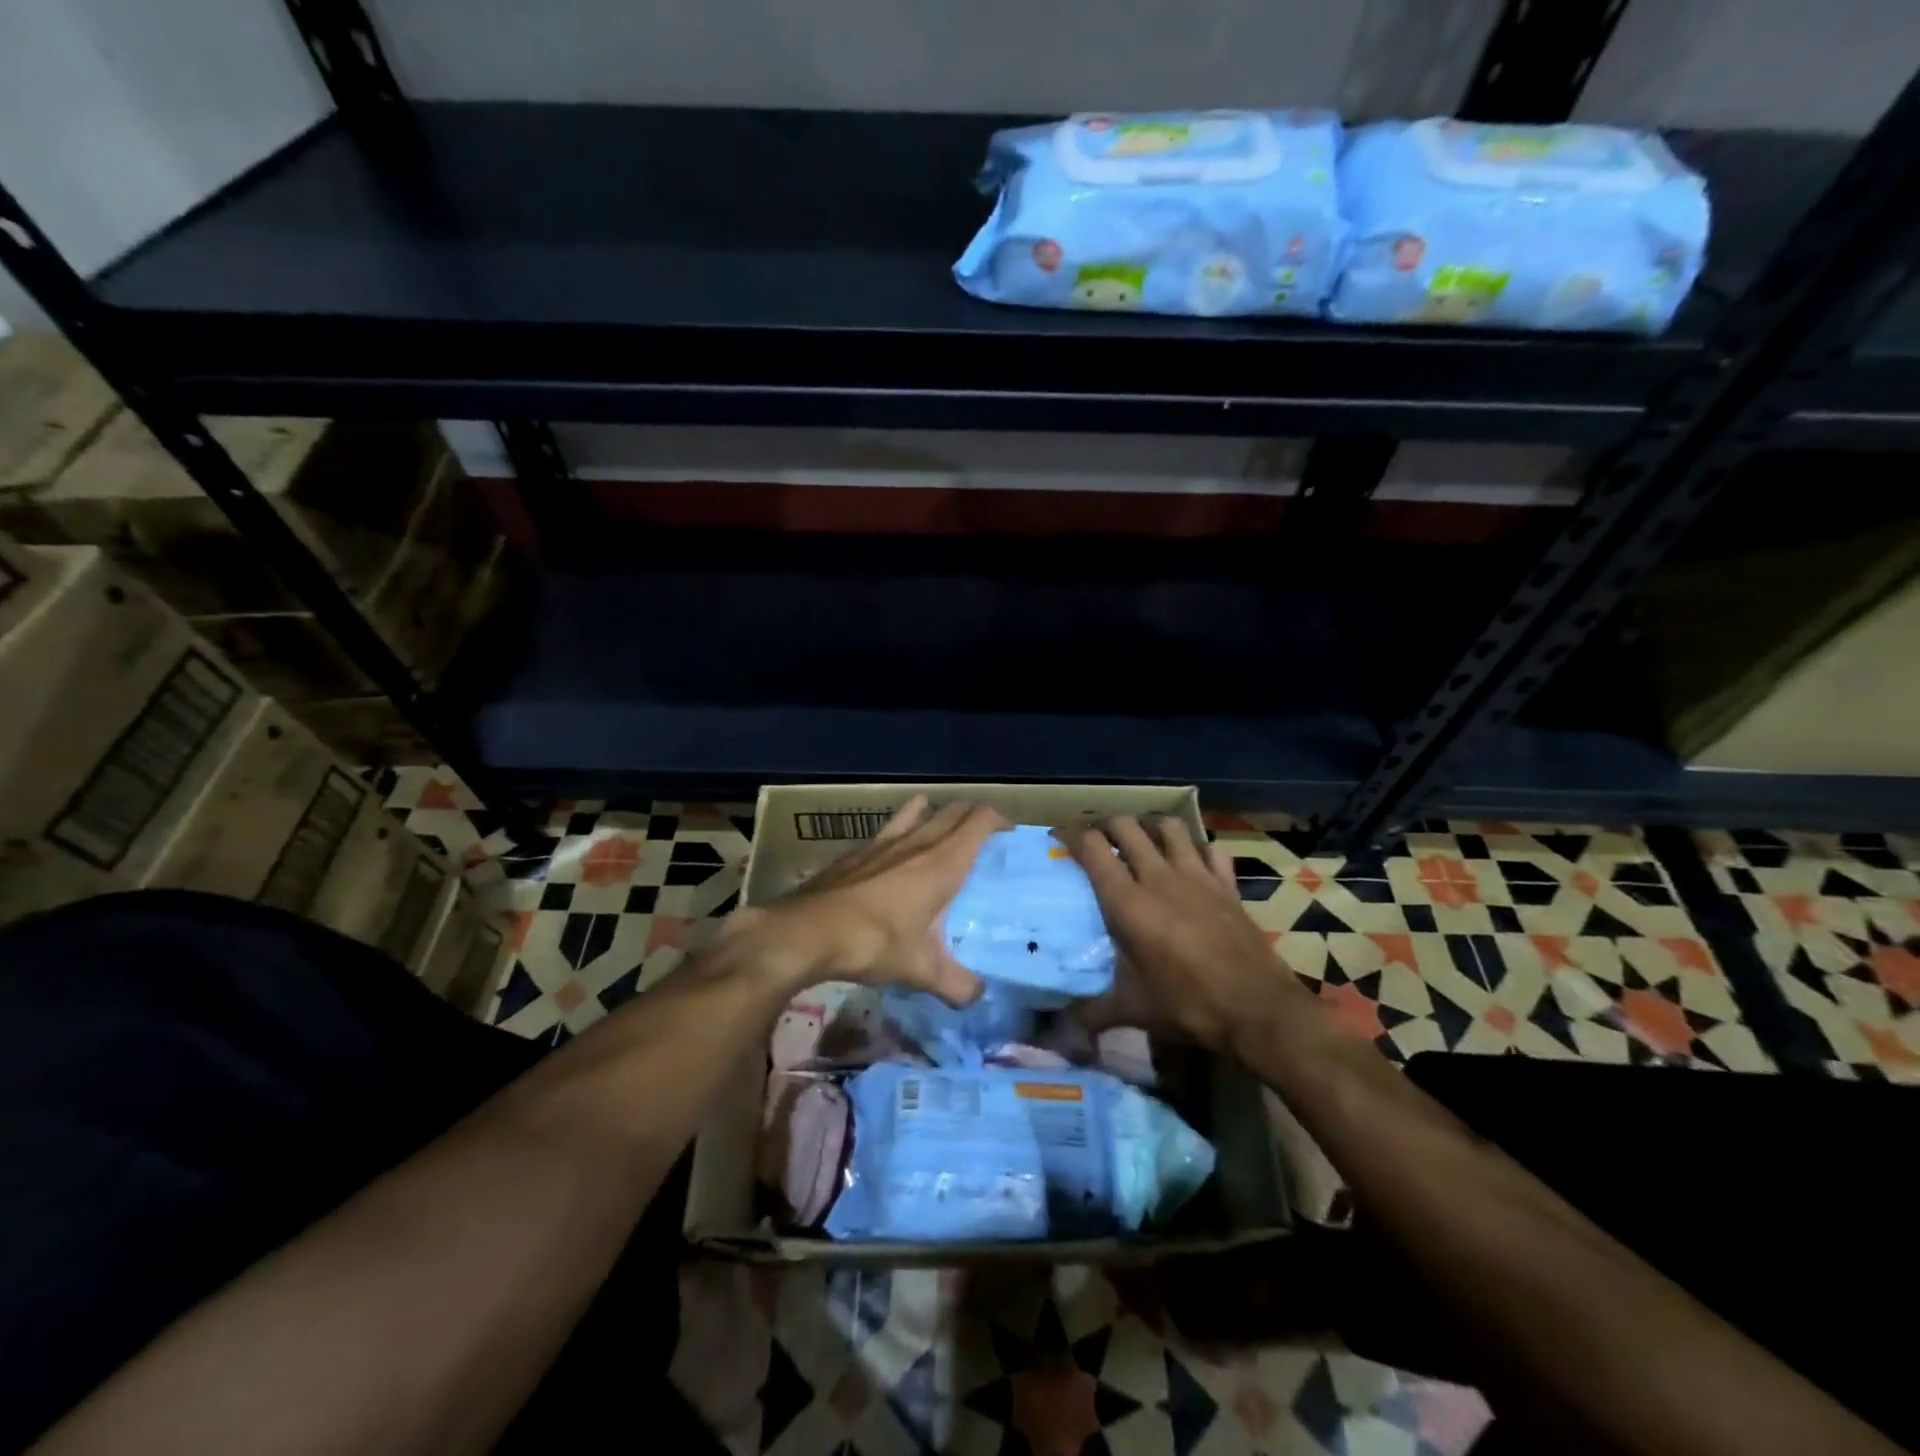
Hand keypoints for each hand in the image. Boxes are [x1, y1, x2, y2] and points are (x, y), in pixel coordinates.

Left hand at [735, 796, 1009, 1004]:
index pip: (980, 820)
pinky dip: (903, 827)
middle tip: (984, 834)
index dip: (999, 819)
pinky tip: (895, 851)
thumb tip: (978, 998)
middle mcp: (917, 842)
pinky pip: (890, 827)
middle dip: (974, 814)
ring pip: (919, 810)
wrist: (807, 932)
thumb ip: (957, 985)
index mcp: (942, 864)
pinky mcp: (858, 849)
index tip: (1009, 832)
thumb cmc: (873, 944)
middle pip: (954, 810)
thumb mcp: (921, 971)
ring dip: (936, 812)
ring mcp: (884, 841)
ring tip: (943, 827)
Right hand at [1059, 816, 1307, 1055]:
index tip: (1059, 839)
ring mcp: (1197, 875)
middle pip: (1126, 827)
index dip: (1071, 835)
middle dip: (1106, 825)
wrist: (1258, 1010)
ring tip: (1142, 841)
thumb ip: (1089, 1014)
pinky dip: (1196, 847)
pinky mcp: (1227, 884)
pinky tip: (1191, 861)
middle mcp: (1158, 877)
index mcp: (1127, 902)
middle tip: (1098, 841)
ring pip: (1169, 827)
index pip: (1091, 847)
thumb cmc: (1188, 1005)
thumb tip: (1054, 1035)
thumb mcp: (1132, 1010)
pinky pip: (1210, 848)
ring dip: (1150, 827)